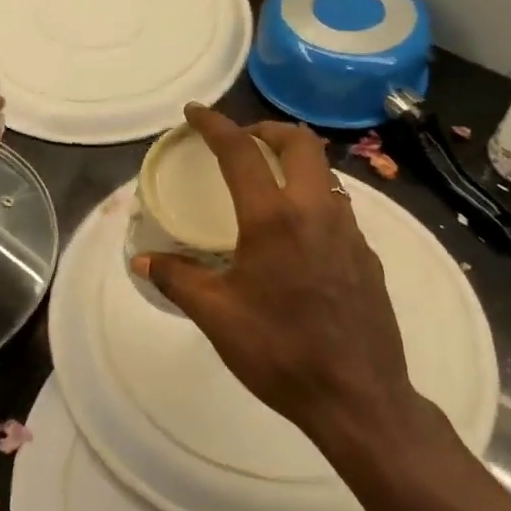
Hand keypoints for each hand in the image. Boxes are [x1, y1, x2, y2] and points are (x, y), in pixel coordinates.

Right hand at [132, 104, 429, 454]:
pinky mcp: (368, 256)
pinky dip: (313, 198)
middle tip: (242, 140)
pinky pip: (339, 207)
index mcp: (274, 219)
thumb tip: (142, 259)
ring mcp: (350, 233)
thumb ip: (177, 278)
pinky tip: (297, 234)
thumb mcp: (216, 316)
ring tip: (268, 183)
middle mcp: (316, 212)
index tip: (195, 112)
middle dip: (267, 129)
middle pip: (300, 143)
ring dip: (295, 163)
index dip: (215, 125)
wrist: (357, 398)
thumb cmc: (279, 352)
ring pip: (325, 173)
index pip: (240, 152)